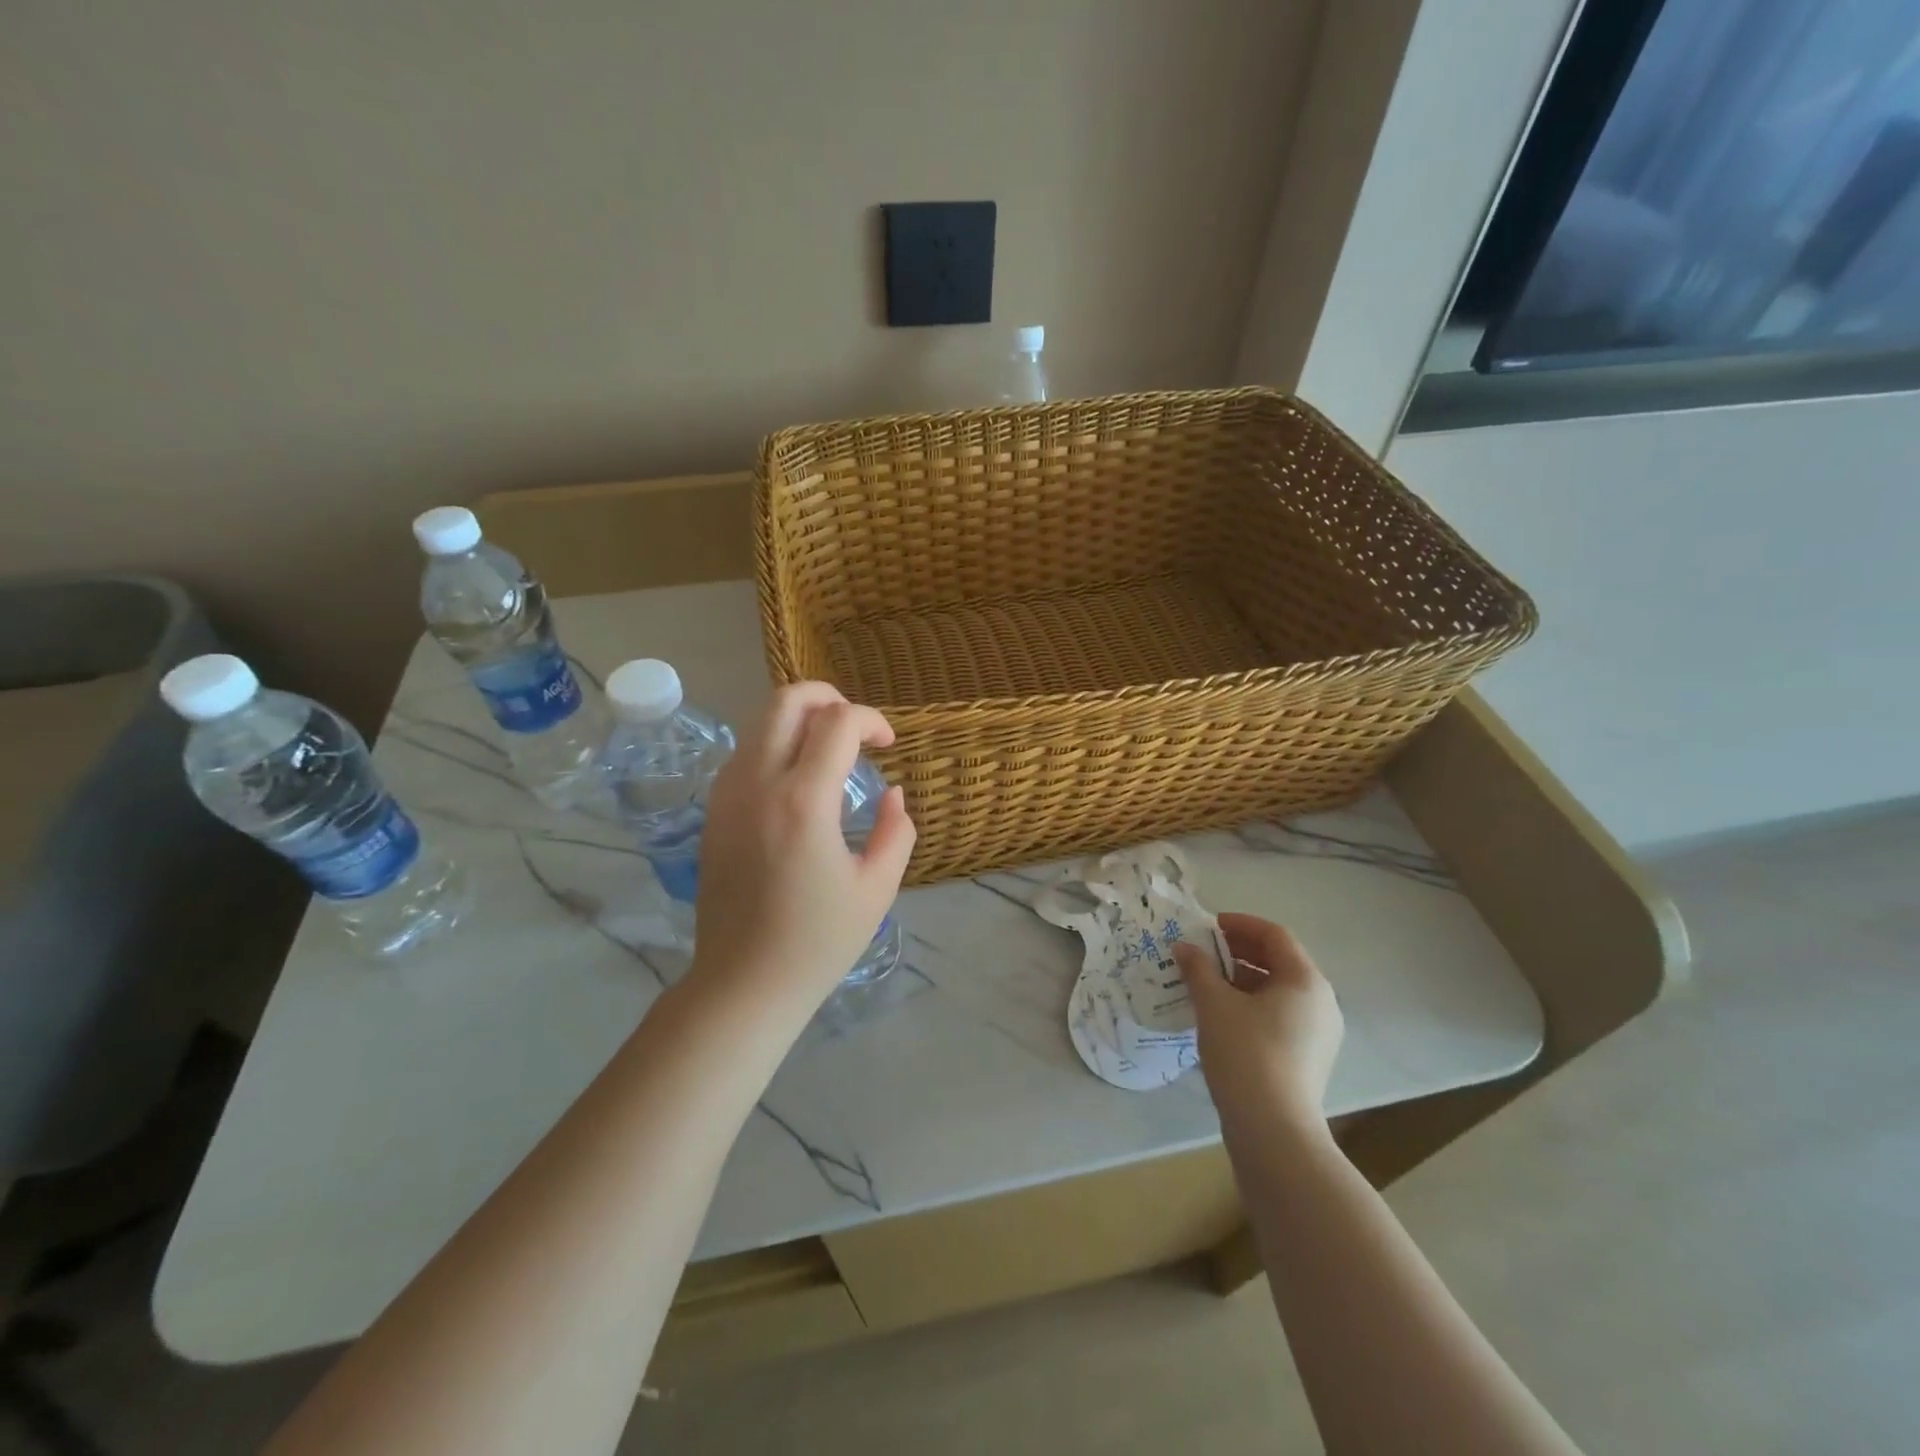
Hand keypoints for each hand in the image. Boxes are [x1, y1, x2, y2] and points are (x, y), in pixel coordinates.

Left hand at [690, 682, 915, 1018]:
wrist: (742, 984)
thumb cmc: (818, 942)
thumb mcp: (877, 888)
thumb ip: (895, 830)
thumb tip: (891, 793)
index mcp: (804, 801)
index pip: (837, 722)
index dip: (871, 719)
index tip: (888, 745)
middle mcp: (758, 783)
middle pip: (786, 700)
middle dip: (827, 697)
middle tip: (856, 727)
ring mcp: (727, 795)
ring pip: (760, 722)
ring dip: (800, 721)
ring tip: (832, 753)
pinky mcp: (713, 811)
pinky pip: (746, 753)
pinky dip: (777, 746)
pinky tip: (800, 783)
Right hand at [1173, 913, 1343, 1135]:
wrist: (1274, 1131)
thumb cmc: (1246, 1054)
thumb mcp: (1214, 1004)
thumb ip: (1198, 969)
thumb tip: (1184, 947)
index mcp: (1305, 981)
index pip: (1275, 935)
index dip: (1240, 924)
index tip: (1208, 927)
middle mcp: (1321, 1002)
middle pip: (1279, 961)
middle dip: (1239, 952)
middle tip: (1203, 952)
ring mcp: (1319, 1033)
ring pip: (1278, 991)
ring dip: (1242, 979)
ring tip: (1206, 983)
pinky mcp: (1309, 1058)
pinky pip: (1280, 1016)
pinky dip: (1252, 1005)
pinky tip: (1221, 1016)